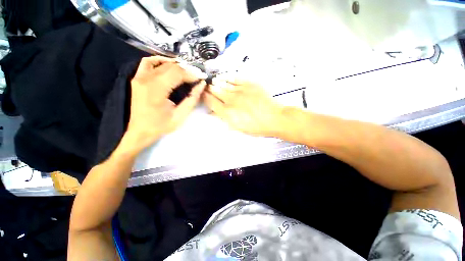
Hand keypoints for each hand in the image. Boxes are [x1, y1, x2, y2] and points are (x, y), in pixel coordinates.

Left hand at [123, 56, 205, 152]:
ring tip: (186, 72)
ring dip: (176, 65)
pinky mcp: (137, 78)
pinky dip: (159, 61)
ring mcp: (139, 77)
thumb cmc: (160, 126)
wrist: (139, 131)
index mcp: (156, 90)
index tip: (201, 78)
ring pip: (161, 63)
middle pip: (170, 67)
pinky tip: (169, 64)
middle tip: (196, 76)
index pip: (177, 73)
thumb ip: (192, 99)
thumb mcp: (180, 116)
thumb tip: (201, 85)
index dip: (191, 74)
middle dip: (186, 70)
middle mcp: (146, 79)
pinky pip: (148, 63)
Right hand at [203, 78, 284, 136]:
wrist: (273, 118)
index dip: (205, 97)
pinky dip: (227, 78)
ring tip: (214, 82)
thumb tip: (214, 111)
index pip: (211, 102)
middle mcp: (231, 100)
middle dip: (209, 88)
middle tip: (207, 87)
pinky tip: (224, 78)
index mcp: (227, 112)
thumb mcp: (237, 127)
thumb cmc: (255, 127)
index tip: (203, 94)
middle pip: (215, 90)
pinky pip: (234, 78)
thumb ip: (224, 118)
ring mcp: (240, 90)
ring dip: (217, 82)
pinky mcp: (249, 84)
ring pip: (223, 83)